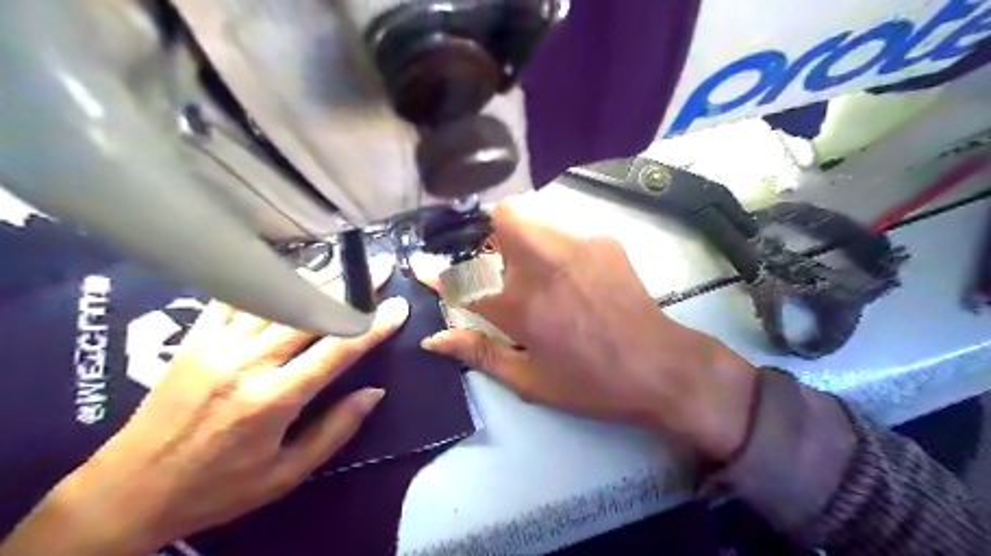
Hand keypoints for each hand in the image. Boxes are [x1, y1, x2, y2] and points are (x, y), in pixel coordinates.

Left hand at [0, 282, 411, 555]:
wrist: (127, 492)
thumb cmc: (218, 488)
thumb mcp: (286, 474)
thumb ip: (335, 430)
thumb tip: (375, 392)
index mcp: (274, 399)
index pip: (338, 350)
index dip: (373, 326)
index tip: (398, 306)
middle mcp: (248, 362)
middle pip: (311, 312)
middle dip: (351, 288)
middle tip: (378, 269)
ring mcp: (217, 345)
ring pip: (277, 298)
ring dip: (316, 279)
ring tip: (345, 265)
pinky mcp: (195, 339)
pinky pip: (237, 298)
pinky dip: (267, 281)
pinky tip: (289, 272)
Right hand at [421, 203, 756, 461]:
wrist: (659, 365)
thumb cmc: (590, 382)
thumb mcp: (530, 381)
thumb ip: (479, 352)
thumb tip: (435, 339)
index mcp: (521, 306)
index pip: (462, 278)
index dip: (436, 271)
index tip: (420, 264)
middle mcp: (544, 265)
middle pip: (503, 217)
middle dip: (490, 233)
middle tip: (502, 266)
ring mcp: (578, 246)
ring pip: (534, 219)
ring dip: (523, 239)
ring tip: (541, 275)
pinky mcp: (604, 241)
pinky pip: (564, 232)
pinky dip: (556, 248)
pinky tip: (576, 279)